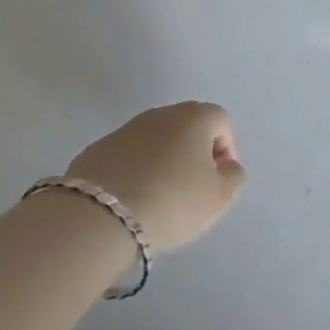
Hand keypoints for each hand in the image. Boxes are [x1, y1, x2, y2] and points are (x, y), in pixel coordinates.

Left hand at [65, 102, 244, 252]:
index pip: (222, 121)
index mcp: (195, 116)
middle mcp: (161, 113)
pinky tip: (129, 201)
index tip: (218, 182)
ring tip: (157, 199)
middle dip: (193, 154)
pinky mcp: (96, 149)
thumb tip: (226, 166)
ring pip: (155, 141)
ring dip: (162, 162)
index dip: (226, 151)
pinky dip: (133, 172)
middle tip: (191, 191)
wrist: (98, 216)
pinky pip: (126, 157)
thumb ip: (233, 177)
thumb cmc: (172, 201)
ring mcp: (125, 129)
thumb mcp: (219, 197)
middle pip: (187, 128)